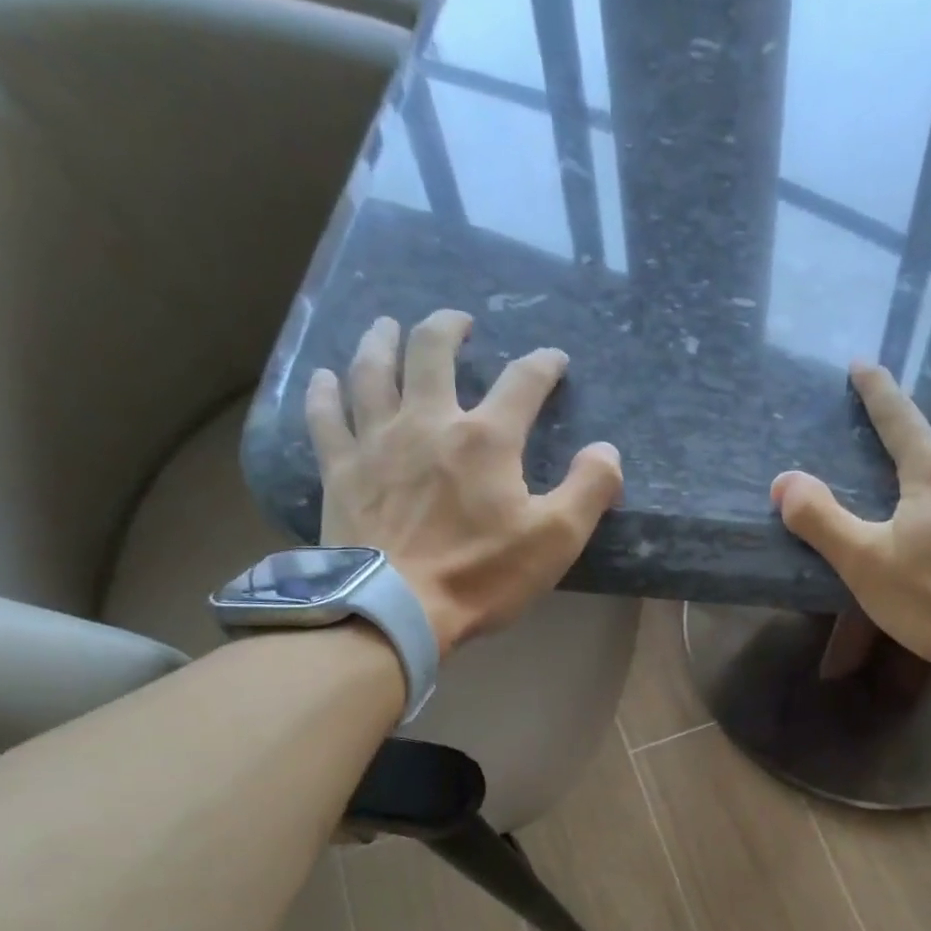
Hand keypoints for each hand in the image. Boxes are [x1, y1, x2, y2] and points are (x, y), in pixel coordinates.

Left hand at [307, 309, 622, 654]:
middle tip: (459, 322)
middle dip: (449, 328)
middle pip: (432, 351)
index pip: (522, 382)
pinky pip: (325, 416)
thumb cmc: (481, 575)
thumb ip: (589, 489)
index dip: (543, 365)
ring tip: (387, 327)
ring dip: (381, 341)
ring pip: (372, 370)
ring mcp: (376, 441)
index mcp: (486, 439)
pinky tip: (324, 377)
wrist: (395, 607)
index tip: (554, 360)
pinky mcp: (340, 469)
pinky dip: (324, 392)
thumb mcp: (556, 539)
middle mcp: (428, 421)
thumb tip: (606, 451)